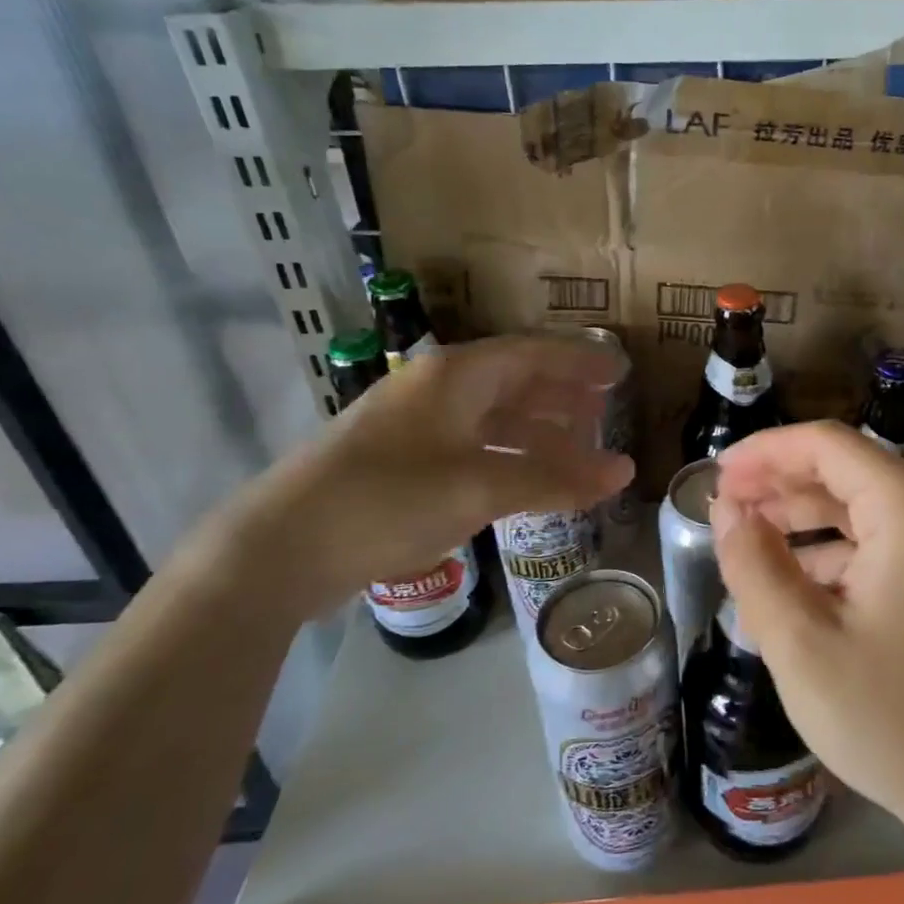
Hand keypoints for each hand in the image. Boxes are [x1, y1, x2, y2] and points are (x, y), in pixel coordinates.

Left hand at [229, 336, 632, 610]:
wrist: (279, 548)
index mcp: (456, 376)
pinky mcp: (405, 464)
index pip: (533, 354)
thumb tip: (624, 472)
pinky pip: (475, 450)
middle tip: (606, 412)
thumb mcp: (479, 487)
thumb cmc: (387, 500)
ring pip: (495, 420)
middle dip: (563, 397)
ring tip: (580, 452)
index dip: (580, 363)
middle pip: (515, 383)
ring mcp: (418, 427)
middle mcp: (438, 390)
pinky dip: (511, 461)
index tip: (621, 372)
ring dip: (540, 434)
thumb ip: (555, 479)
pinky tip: (530, 482)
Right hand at [711, 421, 903, 843]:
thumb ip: (753, 565)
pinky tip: (789, 585)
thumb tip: (726, 510)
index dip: (766, 452)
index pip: (827, 445)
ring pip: (859, 507)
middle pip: (845, 470)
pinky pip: (877, 543)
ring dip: (801, 518)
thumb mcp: (801, 643)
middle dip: (779, 484)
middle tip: (724, 509)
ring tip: (745, 544)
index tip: (717, 476)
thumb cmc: (890, 718)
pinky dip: (830, 552)